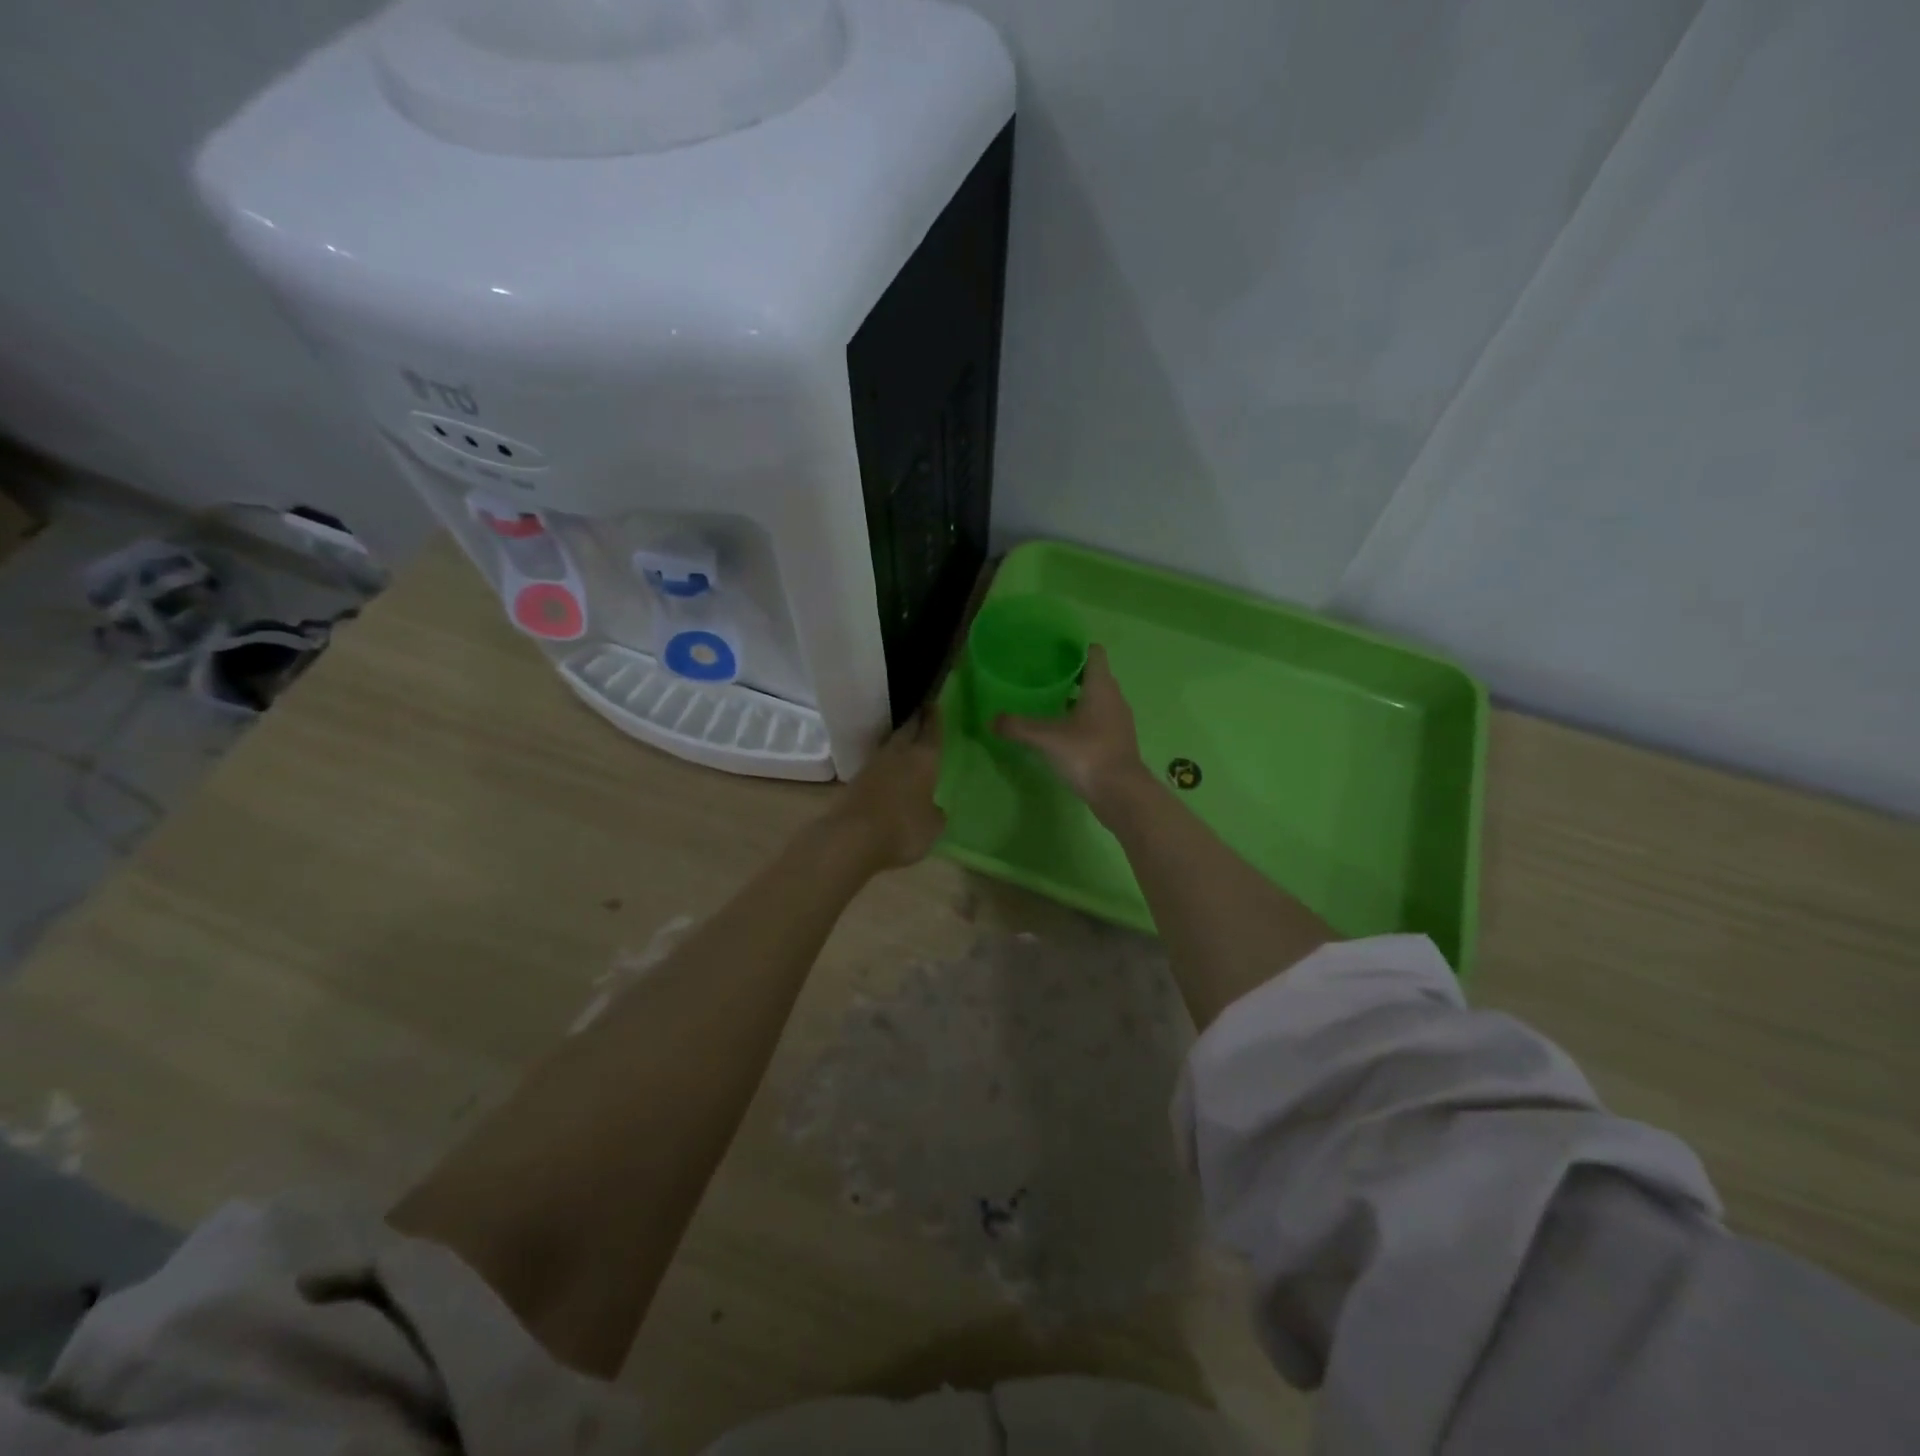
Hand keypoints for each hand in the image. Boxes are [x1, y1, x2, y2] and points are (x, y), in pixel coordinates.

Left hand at [822, 709, 945, 870]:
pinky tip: (889, 771)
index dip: (934, 717)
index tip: (933, 702)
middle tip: (922, 713)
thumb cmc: (903, 828)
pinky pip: (876, 766)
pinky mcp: (855, 781)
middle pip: (907, 730)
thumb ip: (935, 813)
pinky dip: (885, 764)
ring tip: (907, 742)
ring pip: (890, 746)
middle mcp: (898, 754)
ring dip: (899, 742)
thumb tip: (933, 808)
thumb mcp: (932, 826)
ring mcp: (873, 766)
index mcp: (923, 758)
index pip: (931, 730)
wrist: (852, 838)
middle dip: (915, 721)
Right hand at [995, 645, 1150, 811]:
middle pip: (1094, 676)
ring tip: (1049, 703)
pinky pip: (1099, 721)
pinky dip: (1083, 720)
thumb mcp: (1047, 739)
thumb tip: (992, 720)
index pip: (1094, 653)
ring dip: (1077, 699)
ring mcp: (1118, 722)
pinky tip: (1063, 732)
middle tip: (1043, 676)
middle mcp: (1114, 699)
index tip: (1054, 650)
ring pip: (1097, 700)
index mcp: (1101, 687)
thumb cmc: (1087, 754)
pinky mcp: (1117, 742)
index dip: (1076, 648)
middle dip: (1071, 674)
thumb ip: (1018, 727)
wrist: (1121, 793)